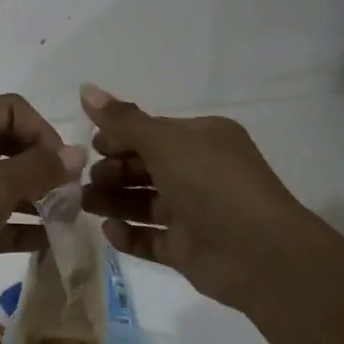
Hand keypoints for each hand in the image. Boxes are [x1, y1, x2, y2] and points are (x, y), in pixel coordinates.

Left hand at [0, 94, 82, 308]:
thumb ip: (38, 169)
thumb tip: (77, 154)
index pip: (12, 110)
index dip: (42, 132)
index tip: (64, 166)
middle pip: (10, 145)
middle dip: (43, 167)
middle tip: (72, 196)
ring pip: (4, 184)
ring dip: (36, 198)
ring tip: (69, 220)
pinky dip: (19, 227)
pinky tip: (51, 243)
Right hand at [78, 83, 307, 308]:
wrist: (261, 255)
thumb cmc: (212, 183)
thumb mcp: (164, 141)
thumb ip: (122, 119)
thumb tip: (85, 88)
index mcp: (202, 139)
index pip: (152, 132)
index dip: (119, 137)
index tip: (90, 145)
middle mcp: (200, 172)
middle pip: (145, 167)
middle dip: (112, 171)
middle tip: (82, 178)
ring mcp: (195, 213)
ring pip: (144, 203)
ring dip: (113, 201)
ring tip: (83, 203)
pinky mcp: (189, 250)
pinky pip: (151, 239)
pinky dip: (129, 235)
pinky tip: (108, 231)